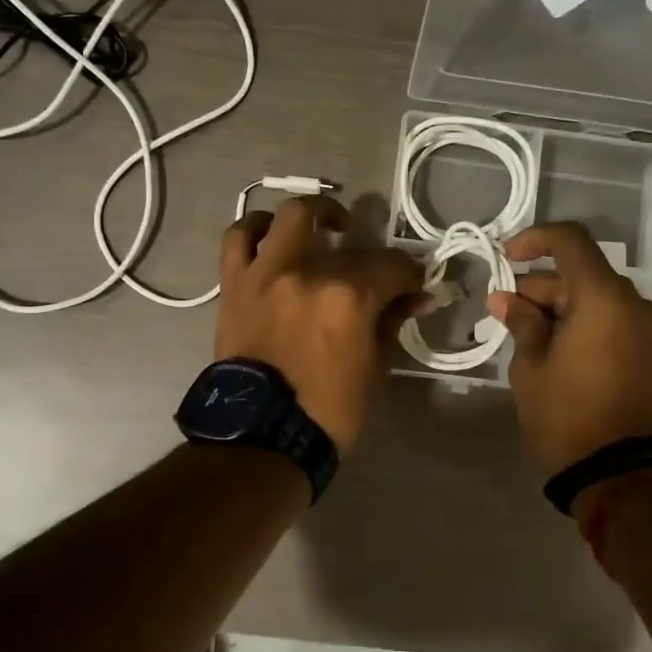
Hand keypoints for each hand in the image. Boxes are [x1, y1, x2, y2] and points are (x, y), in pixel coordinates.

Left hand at [214, 196, 425, 452]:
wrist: (260, 436)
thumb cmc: (327, 411)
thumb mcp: (375, 369)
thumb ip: (393, 322)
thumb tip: (415, 296)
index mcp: (348, 296)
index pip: (393, 267)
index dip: (411, 276)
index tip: (416, 288)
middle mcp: (306, 271)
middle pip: (349, 243)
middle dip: (371, 253)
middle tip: (375, 269)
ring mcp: (266, 273)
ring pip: (289, 217)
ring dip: (312, 216)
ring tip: (322, 229)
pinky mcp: (234, 284)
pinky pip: (238, 239)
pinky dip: (257, 230)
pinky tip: (271, 237)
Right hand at [486, 222, 651, 473]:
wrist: (619, 471)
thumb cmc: (566, 414)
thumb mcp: (531, 366)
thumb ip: (521, 322)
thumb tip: (506, 299)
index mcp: (604, 298)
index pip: (571, 242)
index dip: (535, 240)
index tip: (506, 257)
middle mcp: (632, 303)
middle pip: (580, 273)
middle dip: (538, 286)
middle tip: (502, 312)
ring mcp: (645, 328)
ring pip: (593, 297)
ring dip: (557, 306)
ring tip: (521, 335)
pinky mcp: (647, 350)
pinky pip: (609, 318)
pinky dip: (578, 321)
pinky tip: (549, 345)